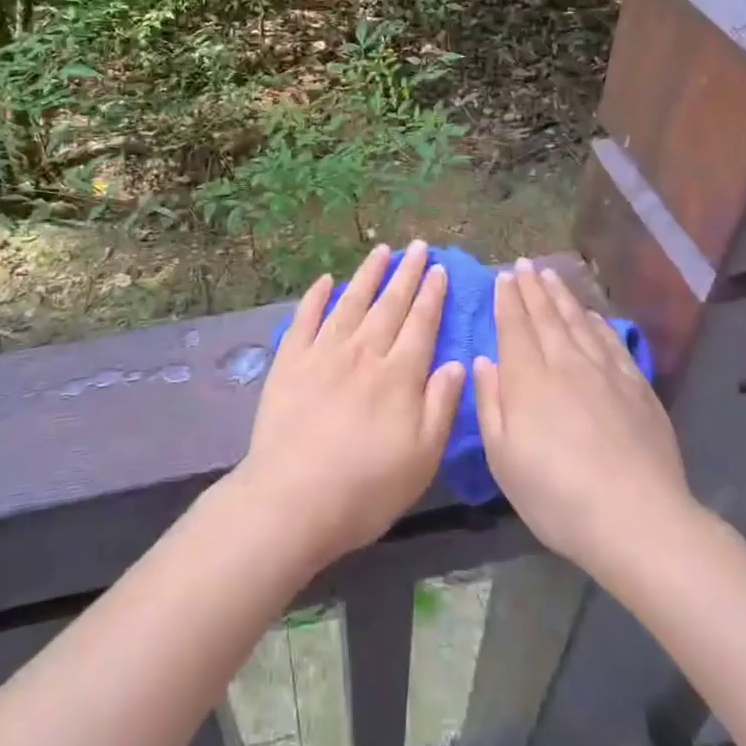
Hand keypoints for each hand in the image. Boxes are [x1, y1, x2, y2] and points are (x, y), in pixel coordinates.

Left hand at [232, 241, 465, 572]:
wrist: (292, 499)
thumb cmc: (365, 488)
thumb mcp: (421, 458)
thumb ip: (440, 406)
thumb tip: (455, 362)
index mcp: (398, 375)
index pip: (421, 323)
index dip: (431, 295)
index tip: (440, 269)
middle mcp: (363, 352)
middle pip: (389, 304)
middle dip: (407, 273)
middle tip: (418, 246)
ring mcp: (323, 352)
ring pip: (351, 301)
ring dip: (368, 274)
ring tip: (382, 251)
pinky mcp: (289, 361)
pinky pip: (305, 318)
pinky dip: (316, 296)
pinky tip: (325, 281)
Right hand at [476, 257, 696, 580]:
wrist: (637, 519)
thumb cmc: (557, 496)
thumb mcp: (503, 459)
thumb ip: (490, 403)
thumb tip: (484, 361)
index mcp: (528, 379)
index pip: (514, 326)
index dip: (507, 299)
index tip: (503, 276)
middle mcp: (565, 363)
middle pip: (546, 316)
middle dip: (532, 288)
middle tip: (524, 264)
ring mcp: (605, 372)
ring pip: (578, 321)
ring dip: (562, 296)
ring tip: (551, 275)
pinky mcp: (636, 385)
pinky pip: (611, 341)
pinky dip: (598, 322)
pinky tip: (592, 315)